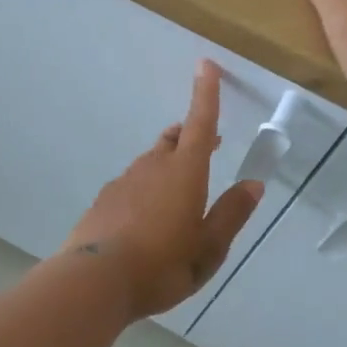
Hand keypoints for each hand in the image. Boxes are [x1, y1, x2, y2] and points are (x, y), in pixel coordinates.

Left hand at [61, 61, 264, 317]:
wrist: (94, 281)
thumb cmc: (161, 264)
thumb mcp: (209, 248)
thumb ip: (231, 214)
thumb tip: (253, 184)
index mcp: (184, 172)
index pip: (201, 123)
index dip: (206, 93)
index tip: (206, 64)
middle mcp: (152, 167)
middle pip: (174, 139)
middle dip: (191, 135)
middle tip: (209, 144)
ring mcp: (124, 181)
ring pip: (151, 161)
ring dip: (169, 164)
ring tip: (179, 191)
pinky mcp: (104, 200)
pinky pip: (132, 183)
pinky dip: (146, 188)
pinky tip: (146, 217)